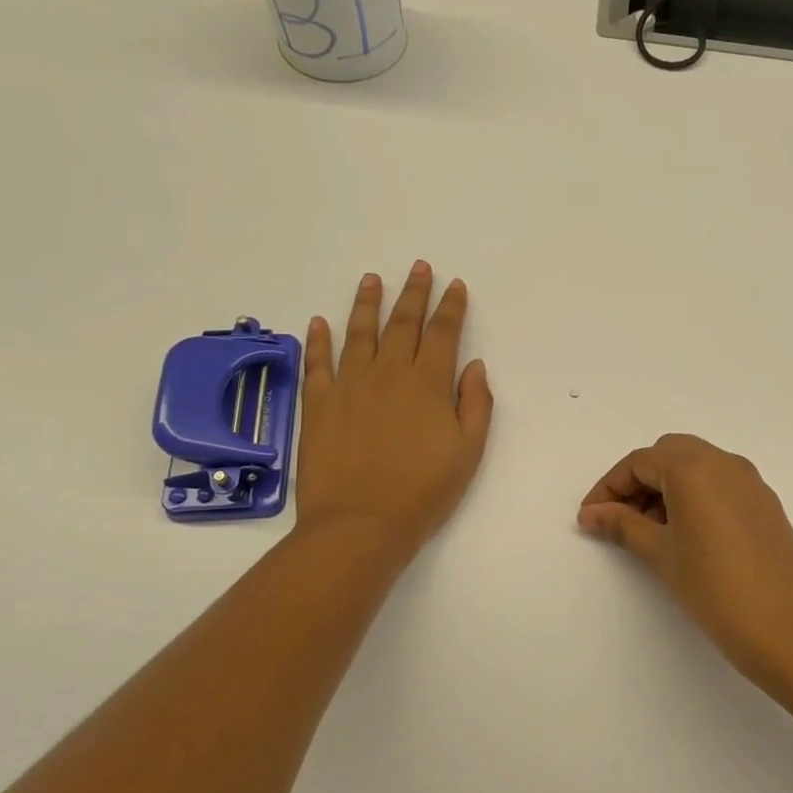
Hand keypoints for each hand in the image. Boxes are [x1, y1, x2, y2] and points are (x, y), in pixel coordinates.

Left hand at [292, 263, 492, 565]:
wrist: (360, 524)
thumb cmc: (423, 492)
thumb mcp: (468, 452)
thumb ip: (475, 404)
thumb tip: (473, 366)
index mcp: (427, 384)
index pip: (442, 333)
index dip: (451, 307)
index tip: (455, 285)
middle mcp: (388, 374)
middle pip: (403, 323)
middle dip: (414, 293)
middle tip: (419, 267)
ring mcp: (349, 385)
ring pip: (359, 333)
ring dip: (368, 303)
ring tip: (372, 279)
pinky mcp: (318, 404)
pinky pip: (317, 363)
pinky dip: (318, 340)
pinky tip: (320, 322)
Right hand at [578, 434, 792, 675]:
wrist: (787, 626)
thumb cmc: (714, 587)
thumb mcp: (660, 553)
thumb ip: (622, 525)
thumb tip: (591, 514)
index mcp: (694, 467)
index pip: (639, 463)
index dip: (609, 488)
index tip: (590, 518)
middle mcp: (724, 462)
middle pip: (669, 455)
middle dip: (639, 481)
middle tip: (620, 520)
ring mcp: (749, 481)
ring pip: (697, 466)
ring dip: (667, 487)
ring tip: (650, 532)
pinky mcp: (765, 502)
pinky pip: (720, 483)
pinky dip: (695, 495)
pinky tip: (686, 534)